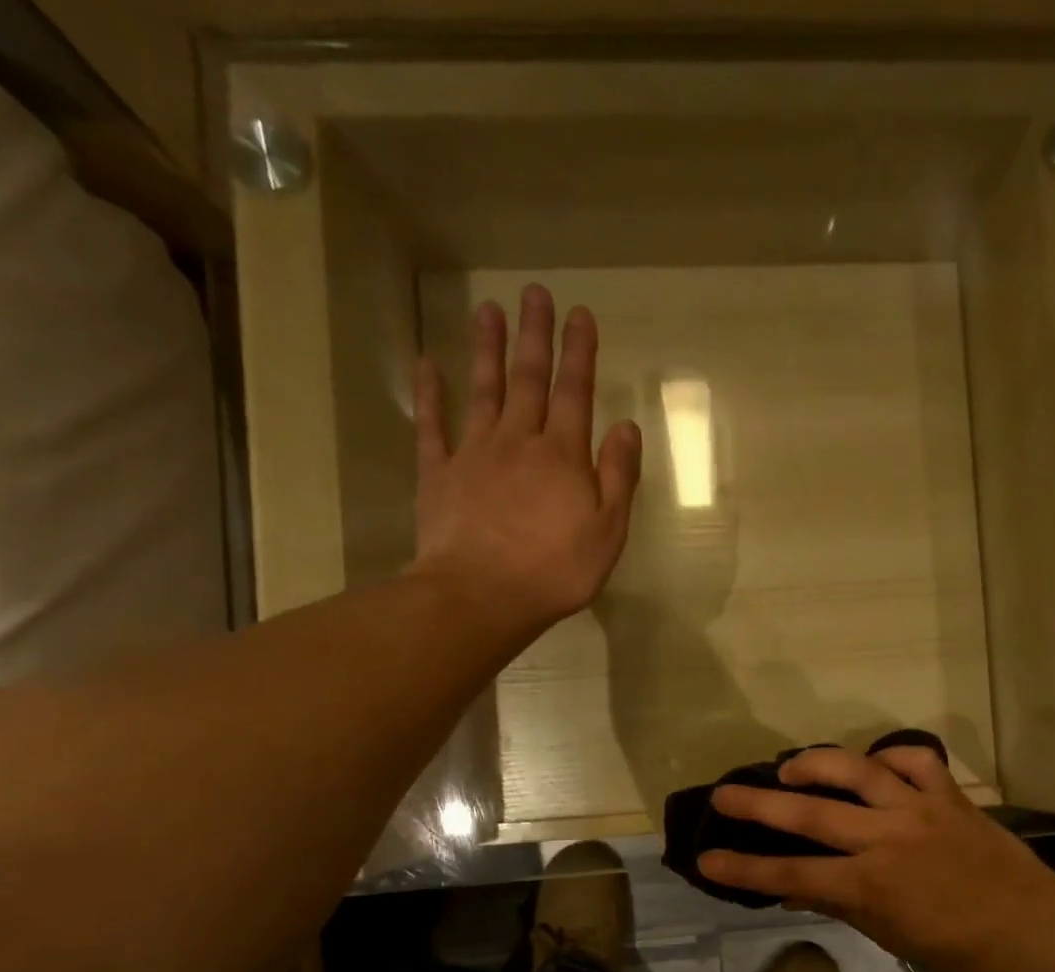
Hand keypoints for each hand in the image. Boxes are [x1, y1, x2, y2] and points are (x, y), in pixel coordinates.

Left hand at [412, 284, 642, 628]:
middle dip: (534, 335)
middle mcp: (518, 441)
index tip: (580, 314)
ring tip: (488, 309)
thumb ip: (618, 477)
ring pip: (482, 390)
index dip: (579, 353)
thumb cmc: (555, 570)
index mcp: (563, 456)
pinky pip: (434, 426)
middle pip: (528, 379)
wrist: (482, 595)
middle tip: (535, 293)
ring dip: (487, 349)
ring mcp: (474, 454)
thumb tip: (627, 427)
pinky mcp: (439, 474)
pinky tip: (427, 365)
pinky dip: (430, 394)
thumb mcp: (607, 531)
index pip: (575, 393)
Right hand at [700, 745, 1054, 971]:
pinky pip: (915, 760)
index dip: (745, 868)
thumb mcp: (891, 936)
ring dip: (817, 763)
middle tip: (723, 793)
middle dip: (758, 804)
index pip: (792, 873)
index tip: (707, 859)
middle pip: (810, 814)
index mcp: (870, 884)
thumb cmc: (960, 948)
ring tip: (790, 766)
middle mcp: (886, 837)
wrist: (1033, 928)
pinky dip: (891, 754)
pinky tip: (874, 761)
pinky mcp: (949, 795)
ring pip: (857, 771)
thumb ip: (840, 904)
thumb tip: (793, 887)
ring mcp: (919, 809)